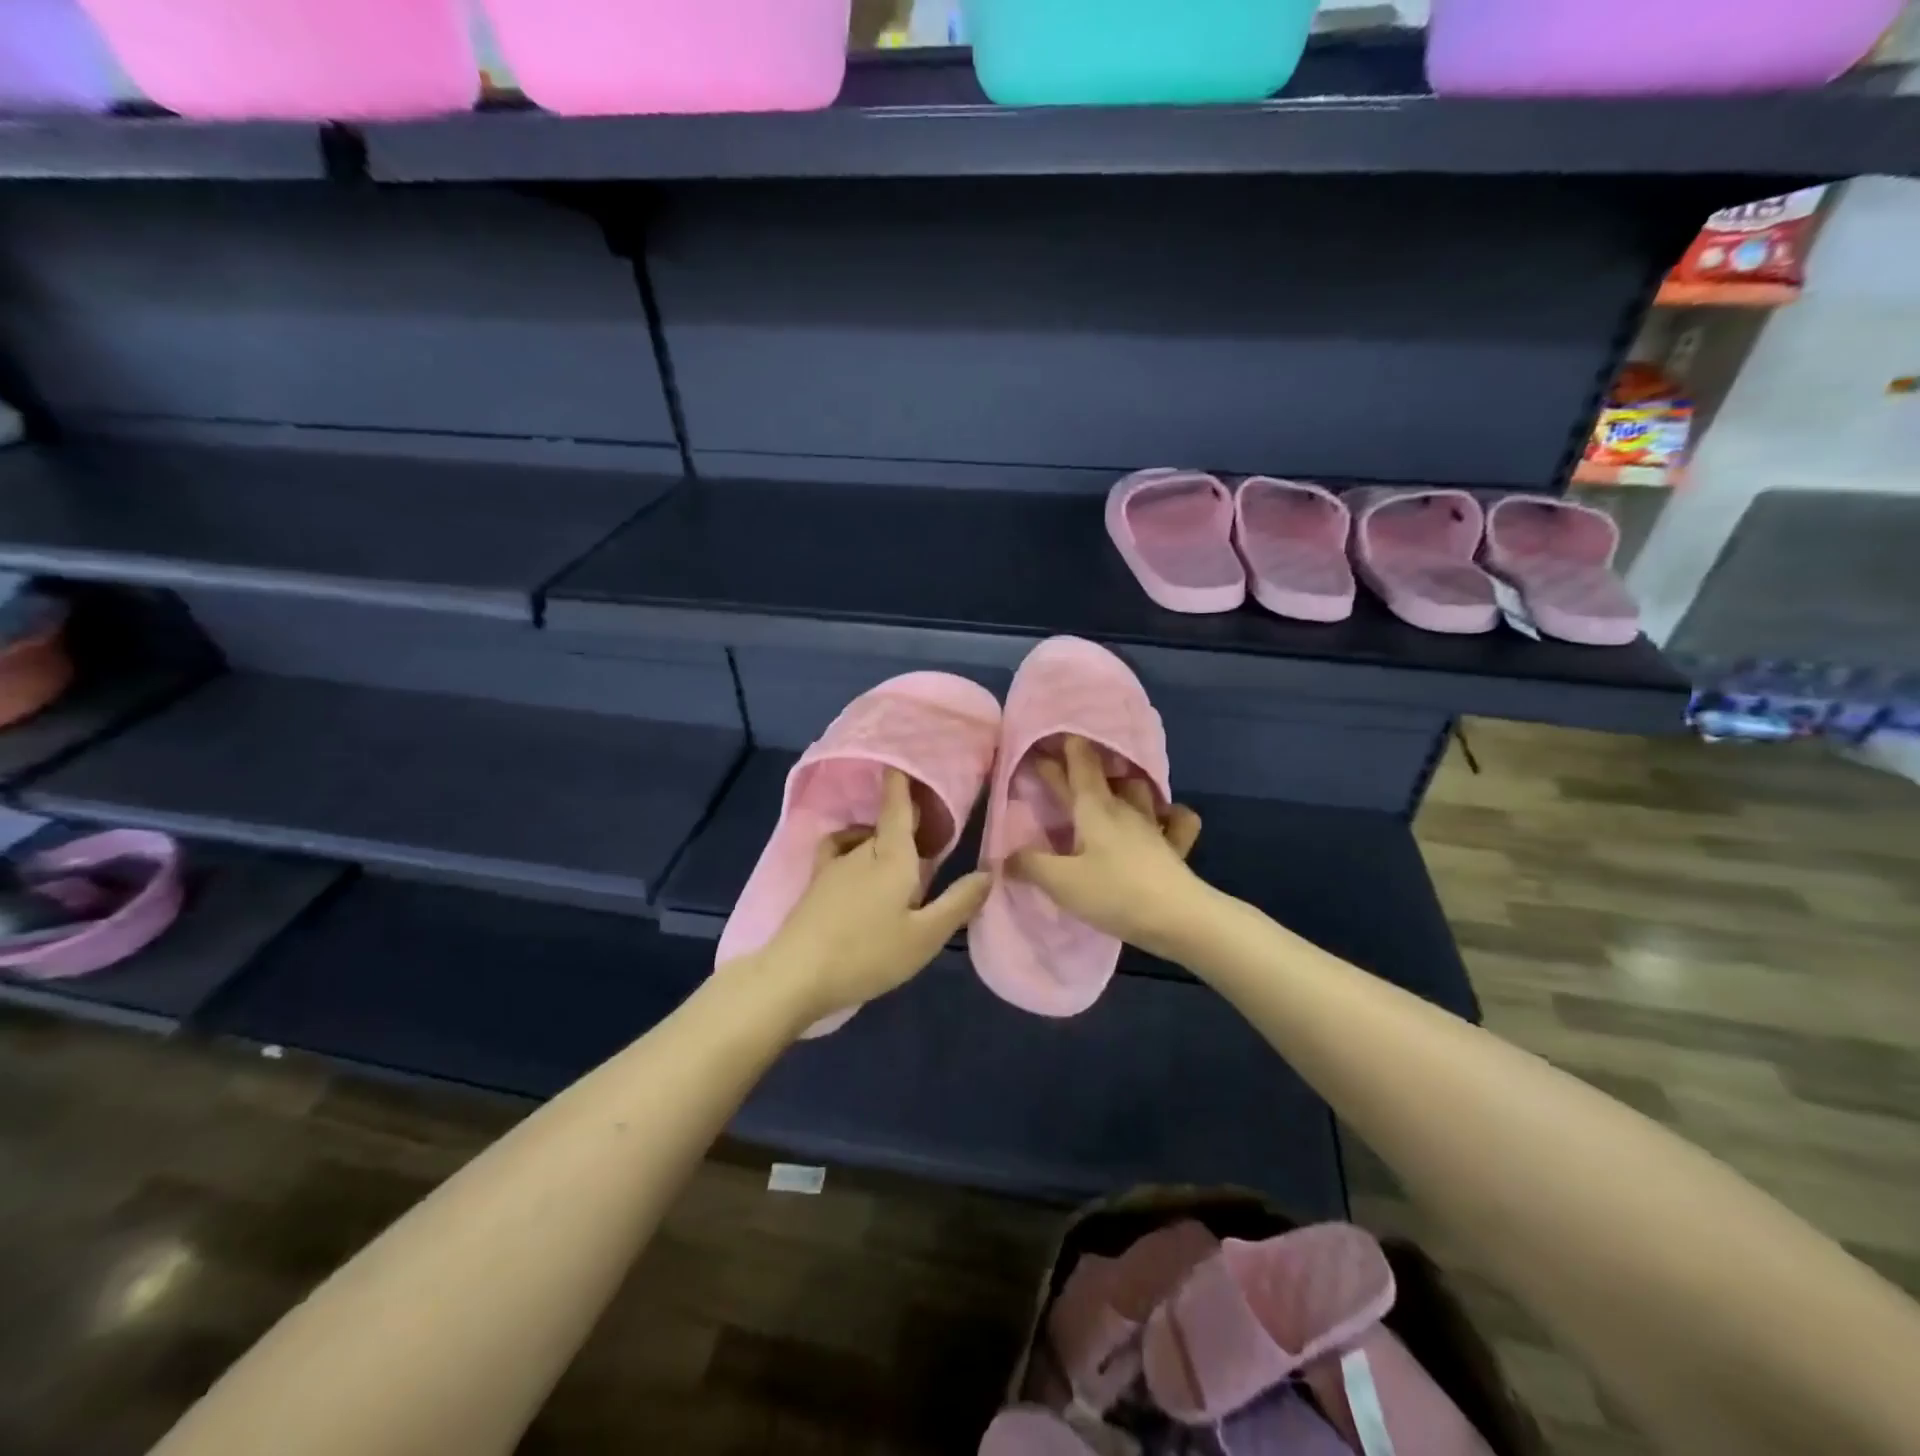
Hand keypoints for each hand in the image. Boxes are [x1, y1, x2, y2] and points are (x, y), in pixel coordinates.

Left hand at [752, 769, 989, 1031]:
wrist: (795, 974)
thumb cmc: (867, 954)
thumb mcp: (925, 936)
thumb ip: (958, 902)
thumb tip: (988, 870)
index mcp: (892, 855)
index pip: (898, 803)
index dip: (905, 778)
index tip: (913, 759)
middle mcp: (863, 849)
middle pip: (888, 822)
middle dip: (909, 818)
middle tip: (934, 832)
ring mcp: (834, 864)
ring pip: (866, 838)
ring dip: (884, 838)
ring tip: (903, 862)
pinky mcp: (817, 883)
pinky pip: (841, 850)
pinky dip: (855, 848)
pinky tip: (860, 870)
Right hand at [1008, 735, 1206, 961]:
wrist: (1179, 918)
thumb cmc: (1115, 893)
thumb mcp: (1061, 882)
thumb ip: (1030, 865)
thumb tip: (1004, 855)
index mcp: (1094, 807)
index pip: (1077, 764)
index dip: (1059, 749)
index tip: (1044, 740)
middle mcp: (1124, 807)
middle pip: (1100, 775)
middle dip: (1078, 764)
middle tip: (1058, 760)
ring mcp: (1153, 824)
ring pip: (1137, 789)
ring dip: (1121, 783)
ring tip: (1108, 787)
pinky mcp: (1175, 846)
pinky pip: (1175, 819)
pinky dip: (1168, 813)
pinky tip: (1163, 818)